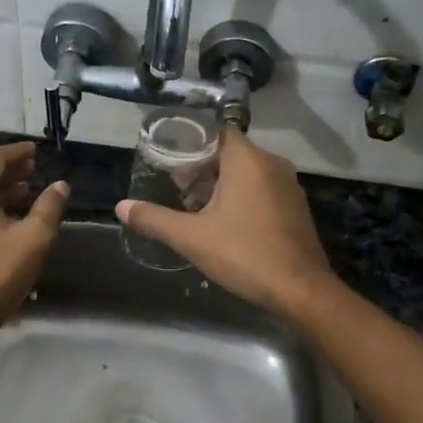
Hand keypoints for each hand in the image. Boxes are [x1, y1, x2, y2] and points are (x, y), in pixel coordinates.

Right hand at [117, 129, 335, 319]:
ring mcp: (288, 186)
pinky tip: (225, 225)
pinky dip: (241, 198)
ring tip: (194, 210)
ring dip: (220, 186)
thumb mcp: (191, 238)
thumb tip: (121, 207)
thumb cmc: (244, 254)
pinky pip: (262, 190)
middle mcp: (272, 164)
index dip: (190, 144)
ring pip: (247, 174)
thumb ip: (154, 219)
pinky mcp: (296, 208)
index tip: (168, 161)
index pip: (215, 132)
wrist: (301, 290)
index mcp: (248, 159)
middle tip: (176, 190)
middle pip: (229, 153)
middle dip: (201, 169)